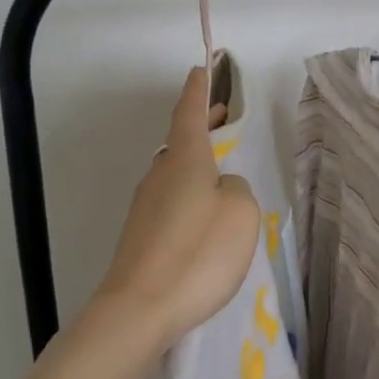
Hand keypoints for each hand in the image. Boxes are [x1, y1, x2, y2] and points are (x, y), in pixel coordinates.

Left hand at [96, 66, 261, 353]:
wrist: (139, 310)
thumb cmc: (197, 253)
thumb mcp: (240, 214)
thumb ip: (238, 189)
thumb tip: (221, 187)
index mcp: (185, 159)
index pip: (190, 112)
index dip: (199, 90)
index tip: (203, 68)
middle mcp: (161, 174)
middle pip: (182, 140)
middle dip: (202, 124)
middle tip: (223, 115)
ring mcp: (146, 205)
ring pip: (175, 171)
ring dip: (197, 160)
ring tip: (220, 166)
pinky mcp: (142, 234)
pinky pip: (171, 199)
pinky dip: (189, 191)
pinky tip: (204, 215)